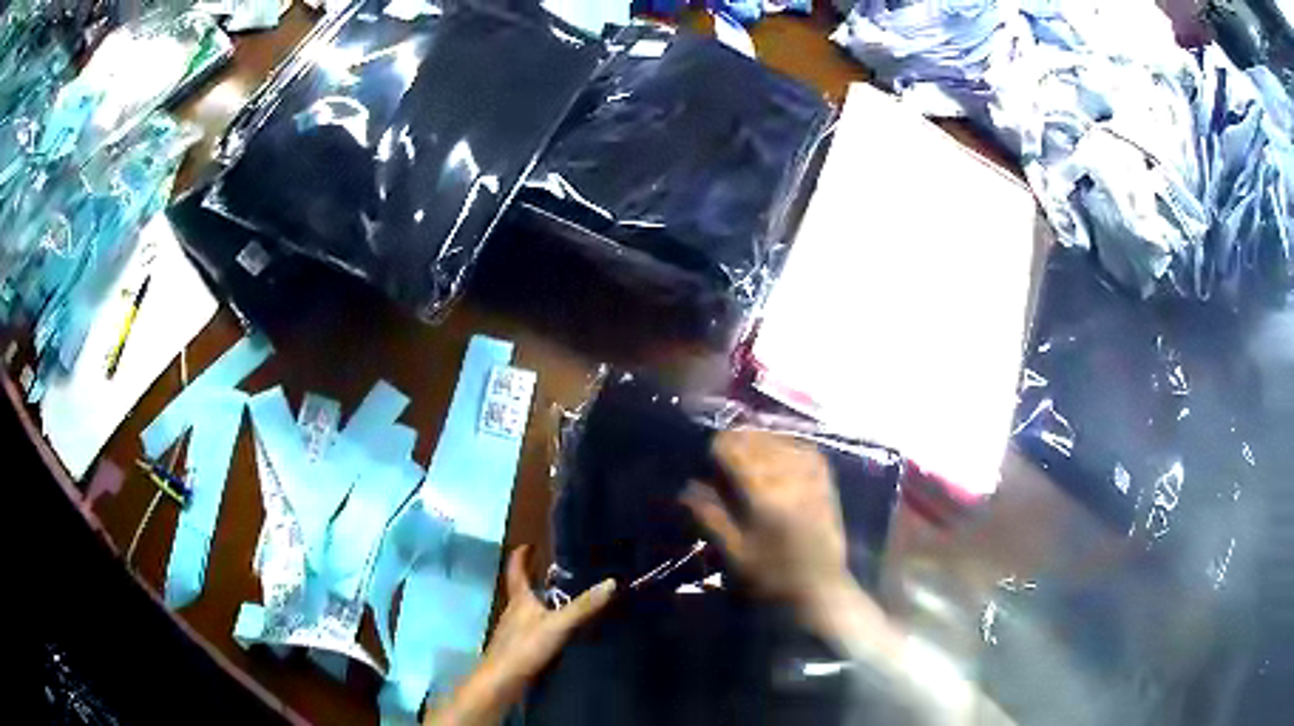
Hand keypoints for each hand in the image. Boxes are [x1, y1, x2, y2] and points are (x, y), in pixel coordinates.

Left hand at [483, 545, 615, 688]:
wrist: (502, 681)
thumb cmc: (525, 647)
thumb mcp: (558, 625)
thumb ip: (583, 606)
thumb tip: (611, 582)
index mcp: (519, 600)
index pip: (516, 571)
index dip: (520, 556)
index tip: (528, 544)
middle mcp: (513, 612)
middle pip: (522, 591)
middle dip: (534, 579)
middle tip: (553, 571)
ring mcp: (513, 631)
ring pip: (527, 611)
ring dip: (539, 603)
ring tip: (560, 599)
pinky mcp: (518, 649)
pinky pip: (531, 629)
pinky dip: (542, 624)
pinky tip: (556, 633)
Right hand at [682, 430, 850, 618]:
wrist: (820, 591)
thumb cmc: (772, 578)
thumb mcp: (735, 553)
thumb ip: (711, 517)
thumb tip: (686, 489)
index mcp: (764, 498)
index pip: (738, 455)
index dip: (720, 446)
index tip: (707, 449)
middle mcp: (789, 481)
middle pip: (761, 442)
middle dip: (740, 438)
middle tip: (724, 444)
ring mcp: (811, 481)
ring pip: (784, 443)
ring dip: (763, 437)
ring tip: (748, 441)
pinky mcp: (826, 486)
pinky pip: (809, 452)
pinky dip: (792, 444)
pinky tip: (782, 447)